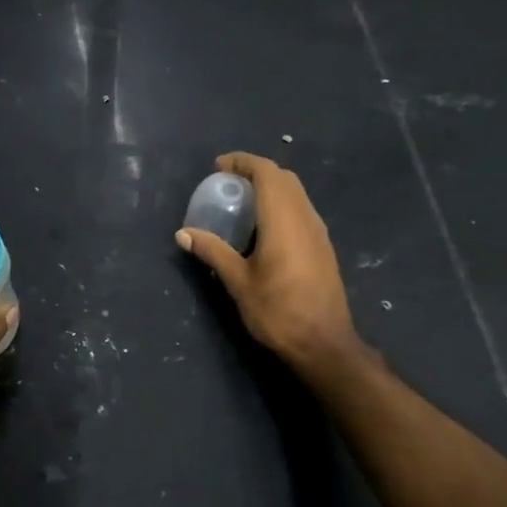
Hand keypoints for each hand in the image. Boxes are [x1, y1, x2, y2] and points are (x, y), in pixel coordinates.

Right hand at [177, 153, 369, 381]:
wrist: (324, 344)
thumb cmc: (278, 311)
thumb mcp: (238, 282)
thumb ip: (212, 251)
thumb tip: (183, 233)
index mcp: (283, 220)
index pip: (267, 172)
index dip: (243, 162)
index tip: (218, 167)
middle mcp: (305, 218)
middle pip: (284, 178)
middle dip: (256, 172)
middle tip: (228, 184)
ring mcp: (318, 232)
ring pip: (296, 194)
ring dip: (270, 188)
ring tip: (242, 204)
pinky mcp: (323, 247)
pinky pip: (301, 210)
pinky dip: (281, 205)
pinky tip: (263, 229)